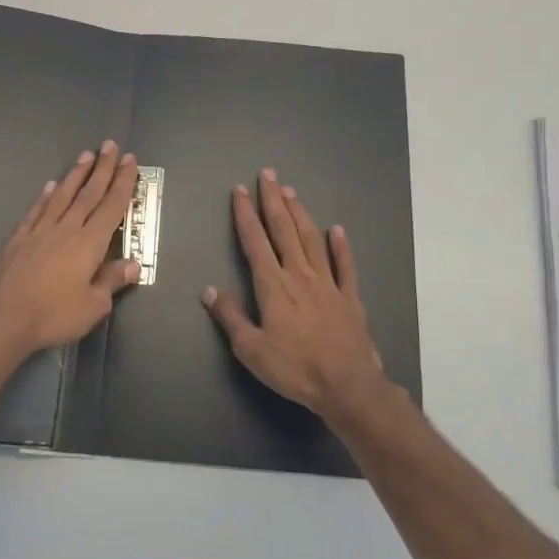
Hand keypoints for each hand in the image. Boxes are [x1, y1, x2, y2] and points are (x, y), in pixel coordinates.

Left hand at [0, 141, 140, 361]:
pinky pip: (36, 211)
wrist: (1, 318)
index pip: (111, 206)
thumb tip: (134, 264)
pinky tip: (50, 186)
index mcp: (89, 243)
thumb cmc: (53, 315)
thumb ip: (112, 281)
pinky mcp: (18, 239)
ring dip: (75, 175)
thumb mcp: (93, 306)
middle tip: (110, 145)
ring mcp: (39, 231)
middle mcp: (66, 229)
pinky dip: (45, 196)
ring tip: (85, 155)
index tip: (130, 160)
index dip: (122, 182)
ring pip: (62, 196)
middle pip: (88, 193)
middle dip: (102, 169)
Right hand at [202, 168, 384, 418]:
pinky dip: (340, 246)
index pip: (255, 241)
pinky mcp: (350, 297)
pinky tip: (337, 230)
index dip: (245, 214)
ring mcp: (328, 283)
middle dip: (273, 200)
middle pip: (284, 230)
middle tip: (268, 174)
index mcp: (273, 285)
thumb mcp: (251, 349)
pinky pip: (345, 266)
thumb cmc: (294, 368)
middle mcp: (299, 275)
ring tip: (291, 192)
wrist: (347, 385)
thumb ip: (230, 317)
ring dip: (300, 214)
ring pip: (312, 239)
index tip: (239, 190)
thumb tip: (209, 290)